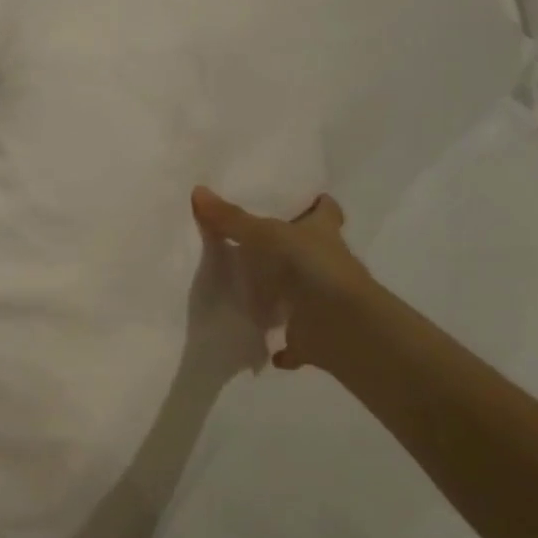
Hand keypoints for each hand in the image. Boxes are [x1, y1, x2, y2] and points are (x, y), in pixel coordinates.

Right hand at [191, 186, 379, 373]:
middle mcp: (329, 264)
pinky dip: (283, 346)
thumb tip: (197, 190)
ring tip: (248, 293)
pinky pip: (295, 340)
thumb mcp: (263, 235)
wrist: (340, 325)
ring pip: (302, 294)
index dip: (317, 204)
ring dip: (283, 297)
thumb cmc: (308, 267)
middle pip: (313, 251)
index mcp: (323, 233)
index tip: (304, 200)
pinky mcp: (314, 335)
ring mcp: (323, 302)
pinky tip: (263, 346)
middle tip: (257, 244)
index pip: (326, 211)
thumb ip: (230, 218)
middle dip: (292, 249)